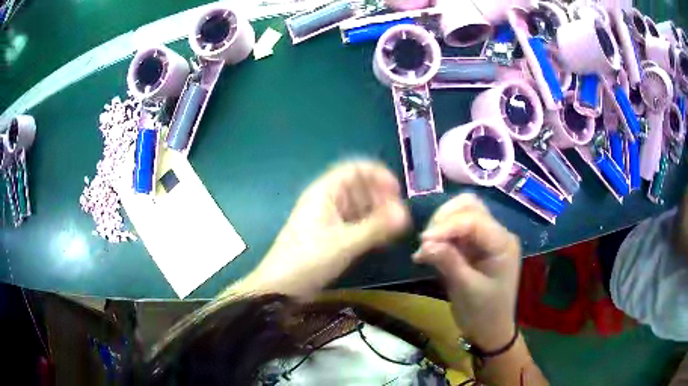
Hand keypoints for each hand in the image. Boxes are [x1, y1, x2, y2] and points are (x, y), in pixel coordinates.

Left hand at [244, 160, 410, 298]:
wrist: (281, 287)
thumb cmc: (309, 259)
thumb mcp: (345, 243)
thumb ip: (377, 228)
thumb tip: (406, 216)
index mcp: (325, 192)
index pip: (355, 169)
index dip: (378, 175)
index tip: (398, 191)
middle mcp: (327, 200)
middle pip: (359, 187)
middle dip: (381, 197)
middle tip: (398, 216)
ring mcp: (328, 218)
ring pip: (358, 206)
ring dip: (377, 213)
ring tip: (394, 228)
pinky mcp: (330, 235)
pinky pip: (354, 223)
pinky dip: (369, 227)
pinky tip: (381, 239)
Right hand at [413, 194, 520, 350]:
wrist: (490, 331)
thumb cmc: (484, 313)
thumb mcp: (466, 289)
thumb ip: (448, 262)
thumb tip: (424, 243)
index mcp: (503, 243)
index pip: (475, 220)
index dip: (448, 225)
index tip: (423, 240)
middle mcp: (497, 234)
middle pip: (470, 207)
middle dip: (444, 219)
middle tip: (426, 241)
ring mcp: (486, 238)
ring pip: (462, 214)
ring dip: (441, 226)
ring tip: (426, 247)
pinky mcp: (474, 246)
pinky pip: (455, 231)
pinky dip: (440, 237)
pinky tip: (427, 252)